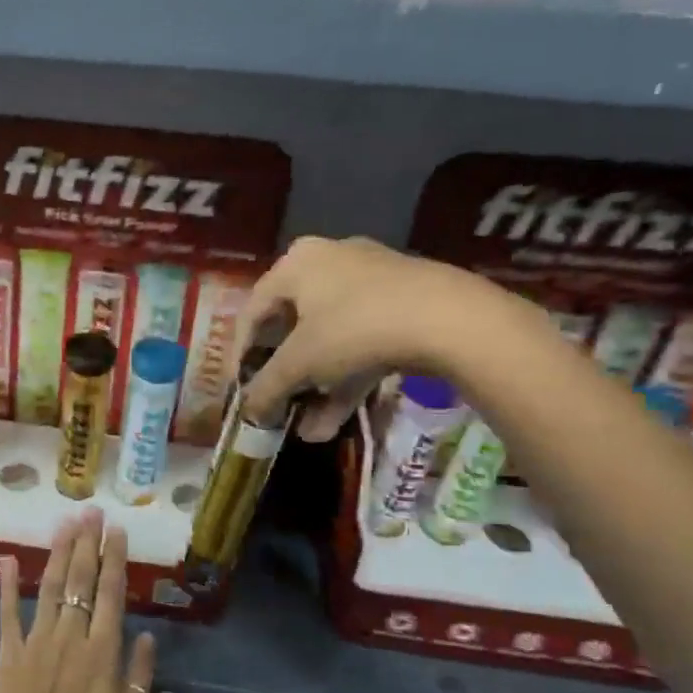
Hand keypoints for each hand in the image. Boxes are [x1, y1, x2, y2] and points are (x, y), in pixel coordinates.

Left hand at [0, 511, 156, 692]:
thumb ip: (138, 675)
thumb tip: (149, 636)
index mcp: (101, 651)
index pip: (111, 594)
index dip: (115, 559)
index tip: (117, 530)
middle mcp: (70, 635)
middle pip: (81, 581)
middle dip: (88, 544)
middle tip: (91, 512)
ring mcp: (36, 640)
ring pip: (51, 587)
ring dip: (59, 553)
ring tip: (65, 524)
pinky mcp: (9, 651)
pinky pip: (8, 613)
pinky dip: (7, 586)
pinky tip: (9, 560)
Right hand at [235, 236, 516, 441]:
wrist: (452, 320)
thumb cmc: (355, 330)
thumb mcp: (301, 363)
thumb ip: (267, 387)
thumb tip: (248, 412)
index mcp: (296, 264)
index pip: (252, 313)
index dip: (239, 357)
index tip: (239, 392)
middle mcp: (329, 262)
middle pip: (292, 328)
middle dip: (284, 379)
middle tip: (276, 407)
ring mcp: (371, 281)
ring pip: (329, 340)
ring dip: (315, 388)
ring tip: (308, 430)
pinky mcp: (403, 303)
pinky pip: (360, 342)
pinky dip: (346, 378)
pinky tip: (336, 421)